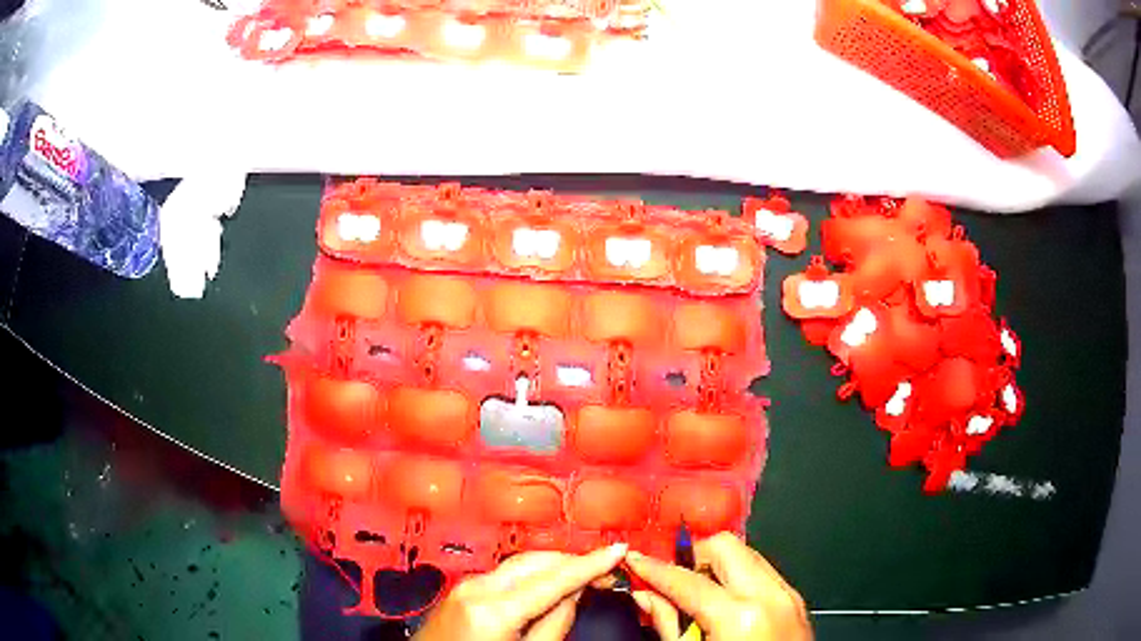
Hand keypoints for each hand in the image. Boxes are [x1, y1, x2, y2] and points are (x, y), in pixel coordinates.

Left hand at [414, 543, 627, 640]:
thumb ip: (554, 623)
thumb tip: (574, 593)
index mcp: (494, 609)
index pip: (554, 578)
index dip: (591, 563)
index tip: (618, 550)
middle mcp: (477, 588)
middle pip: (537, 561)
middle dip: (574, 561)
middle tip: (606, 571)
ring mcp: (465, 585)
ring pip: (521, 563)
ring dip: (555, 566)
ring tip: (583, 577)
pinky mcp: (462, 589)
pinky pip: (505, 574)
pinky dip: (533, 575)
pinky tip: (549, 585)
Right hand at [625, 532, 810, 640]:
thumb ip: (668, 623)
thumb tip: (646, 596)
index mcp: (739, 616)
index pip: (687, 580)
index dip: (654, 568)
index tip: (635, 559)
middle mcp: (768, 596)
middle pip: (724, 546)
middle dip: (691, 554)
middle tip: (669, 574)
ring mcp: (787, 595)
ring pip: (746, 554)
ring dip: (715, 564)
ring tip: (694, 588)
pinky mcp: (795, 600)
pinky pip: (762, 572)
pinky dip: (737, 576)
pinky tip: (721, 599)